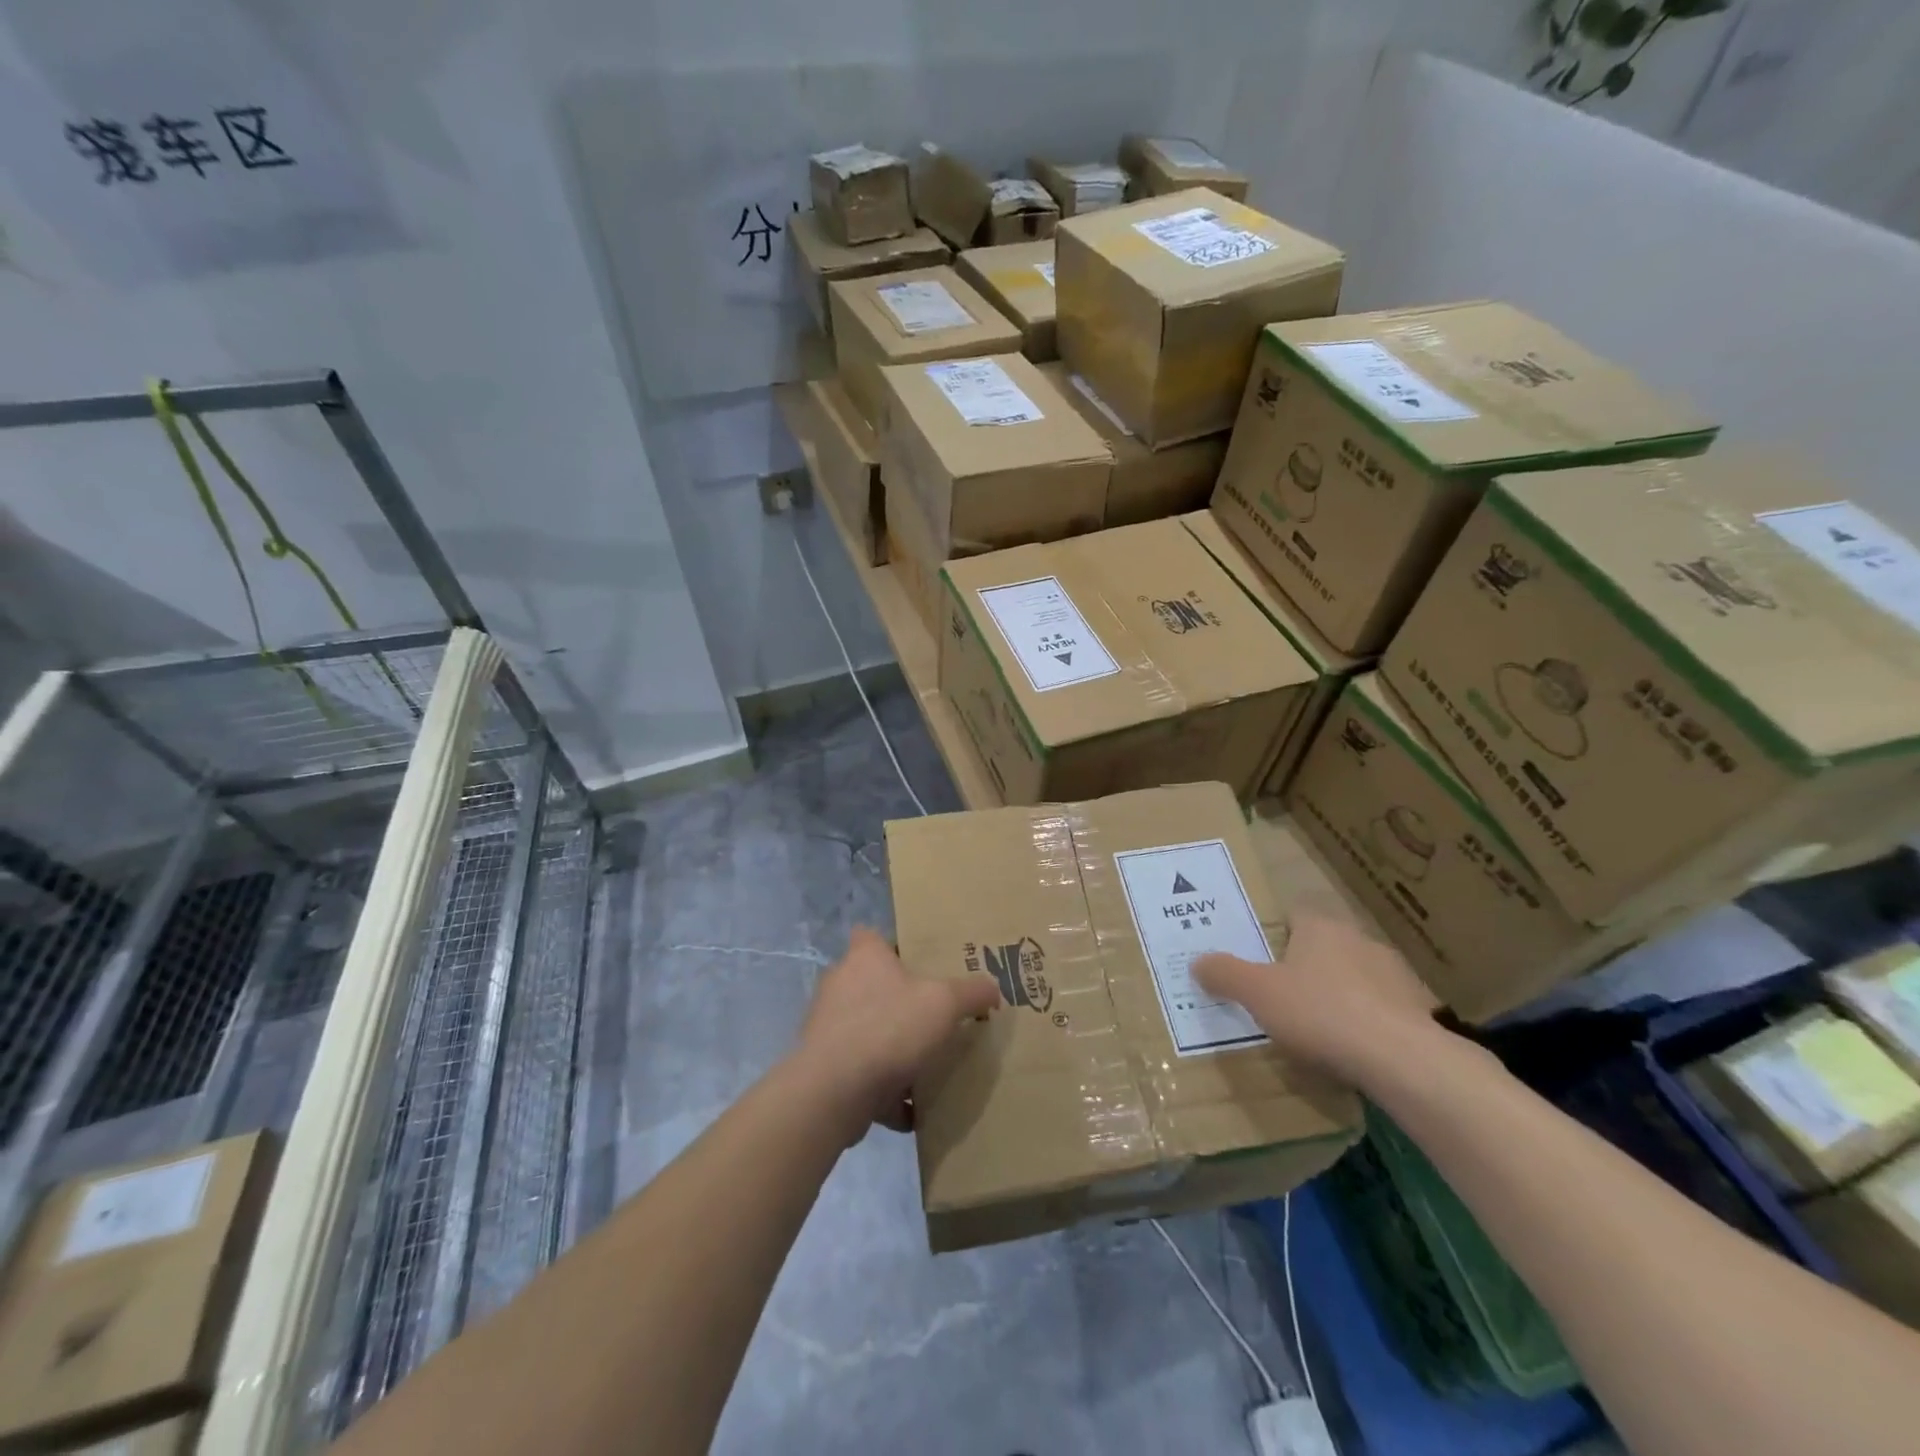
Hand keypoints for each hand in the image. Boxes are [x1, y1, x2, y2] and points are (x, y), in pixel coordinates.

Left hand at [792, 926, 1002, 1141]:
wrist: (834, 1091)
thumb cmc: (889, 1028)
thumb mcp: (945, 1004)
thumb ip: (972, 993)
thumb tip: (993, 990)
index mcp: (864, 957)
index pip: (872, 934)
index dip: (895, 945)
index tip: (921, 962)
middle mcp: (840, 984)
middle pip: (873, 984)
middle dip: (901, 1001)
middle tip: (934, 1014)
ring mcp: (828, 1026)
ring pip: (868, 1031)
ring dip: (893, 1048)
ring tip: (928, 1064)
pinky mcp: (825, 1067)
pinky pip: (862, 1072)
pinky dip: (884, 1089)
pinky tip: (913, 1108)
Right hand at [1195, 915, 1439, 1087]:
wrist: (1402, 1059)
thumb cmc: (1319, 1012)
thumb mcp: (1256, 993)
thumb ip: (1224, 974)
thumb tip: (1198, 961)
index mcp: (1321, 927)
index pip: (1296, 914)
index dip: (1277, 933)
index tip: (1263, 958)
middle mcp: (1360, 940)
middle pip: (1326, 946)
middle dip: (1308, 967)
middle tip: (1285, 995)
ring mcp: (1396, 975)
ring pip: (1358, 977)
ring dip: (1342, 994)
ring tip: (1322, 1028)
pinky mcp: (1420, 1010)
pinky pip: (1385, 1010)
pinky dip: (1370, 1023)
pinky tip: (1356, 1049)